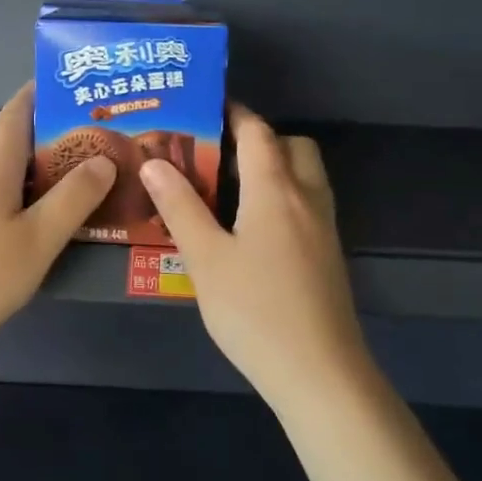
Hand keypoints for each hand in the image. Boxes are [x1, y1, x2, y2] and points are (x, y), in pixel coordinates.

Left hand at [0, 83, 114, 357]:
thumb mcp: (39, 243)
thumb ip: (74, 199)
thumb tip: (102, 158)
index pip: (13, 117)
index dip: (33, 97)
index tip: (52, 85)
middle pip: (1, 156)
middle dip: (33, 159)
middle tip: (67, 178)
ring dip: (6, 190)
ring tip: (31, 218)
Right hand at [140, 106, 371, 406]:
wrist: (319, 372)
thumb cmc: (255, 311)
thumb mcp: (205, 259)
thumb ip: (180, 207)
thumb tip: (154, 162)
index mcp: (275, 190)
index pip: (257, 132)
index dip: (232, 113)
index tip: (202, 107)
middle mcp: (307, 198)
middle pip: (291, 146)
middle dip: (257, 139)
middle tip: (215, 155)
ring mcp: (323, 227)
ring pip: (304, 175)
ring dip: (273, 167)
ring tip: (227, 189)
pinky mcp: (327, 254)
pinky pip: (306, 204)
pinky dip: (281, 196)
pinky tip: (249, 228)